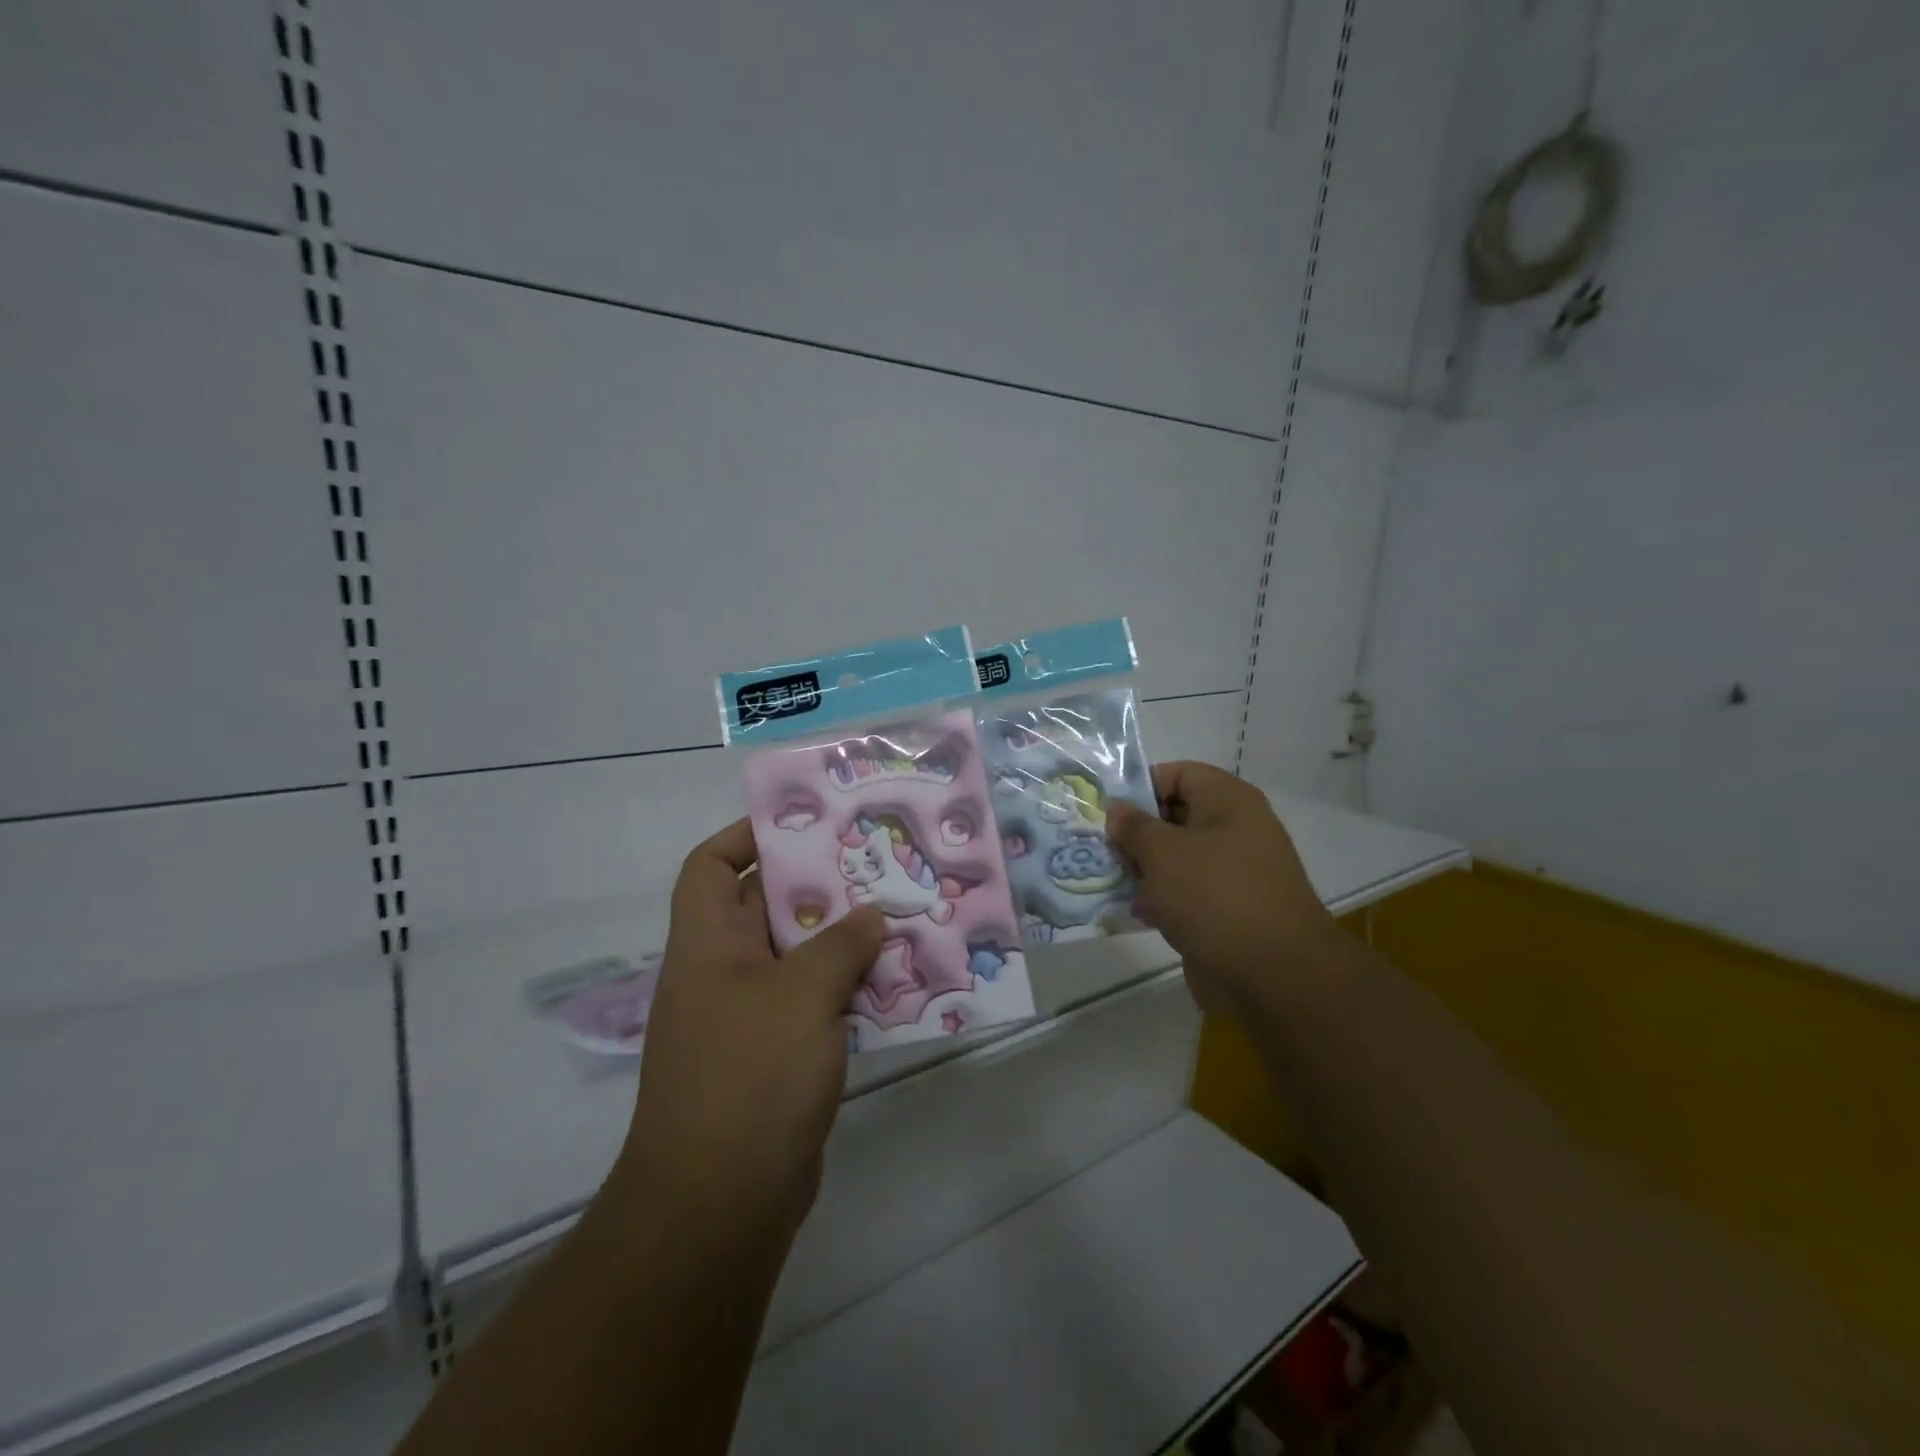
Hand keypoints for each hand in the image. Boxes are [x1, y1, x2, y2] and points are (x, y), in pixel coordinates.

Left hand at [615, 819, 883, 1246]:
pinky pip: (814, 1003)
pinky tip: (896, 983)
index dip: (745, 837)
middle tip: (875, 864)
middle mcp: (722, 972)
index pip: (708, 866)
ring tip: (898, 916)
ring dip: (843, 941)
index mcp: (707, 944)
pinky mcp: (776, 1056)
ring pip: (798, 957)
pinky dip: (848, 990)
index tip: (804, 827)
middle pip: (765, 906)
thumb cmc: (750, 1076)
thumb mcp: (802, 995)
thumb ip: (841, 945)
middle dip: (818, 885)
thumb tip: (872, 915)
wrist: (720, 1204)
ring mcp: (748, 1017)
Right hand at [1106, 761, 1337, 1016]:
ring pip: (1176, 858)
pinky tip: (1132, 912)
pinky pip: (1185, 893)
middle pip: (1174, 817)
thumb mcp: (1163, 852)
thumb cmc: (1215, 896)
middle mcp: (1234, 830)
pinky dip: (1160, 899)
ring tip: (1106, 879)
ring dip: (1143, 869)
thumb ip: (1133, 826)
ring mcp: (1232, 873)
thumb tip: (1116, 808)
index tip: (1106, 811)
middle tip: (1098, 847)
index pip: (1178, 774)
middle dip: (1135, 832)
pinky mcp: (1227, 911)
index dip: (1140, 787)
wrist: (1273, 974)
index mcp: (1228, 802)